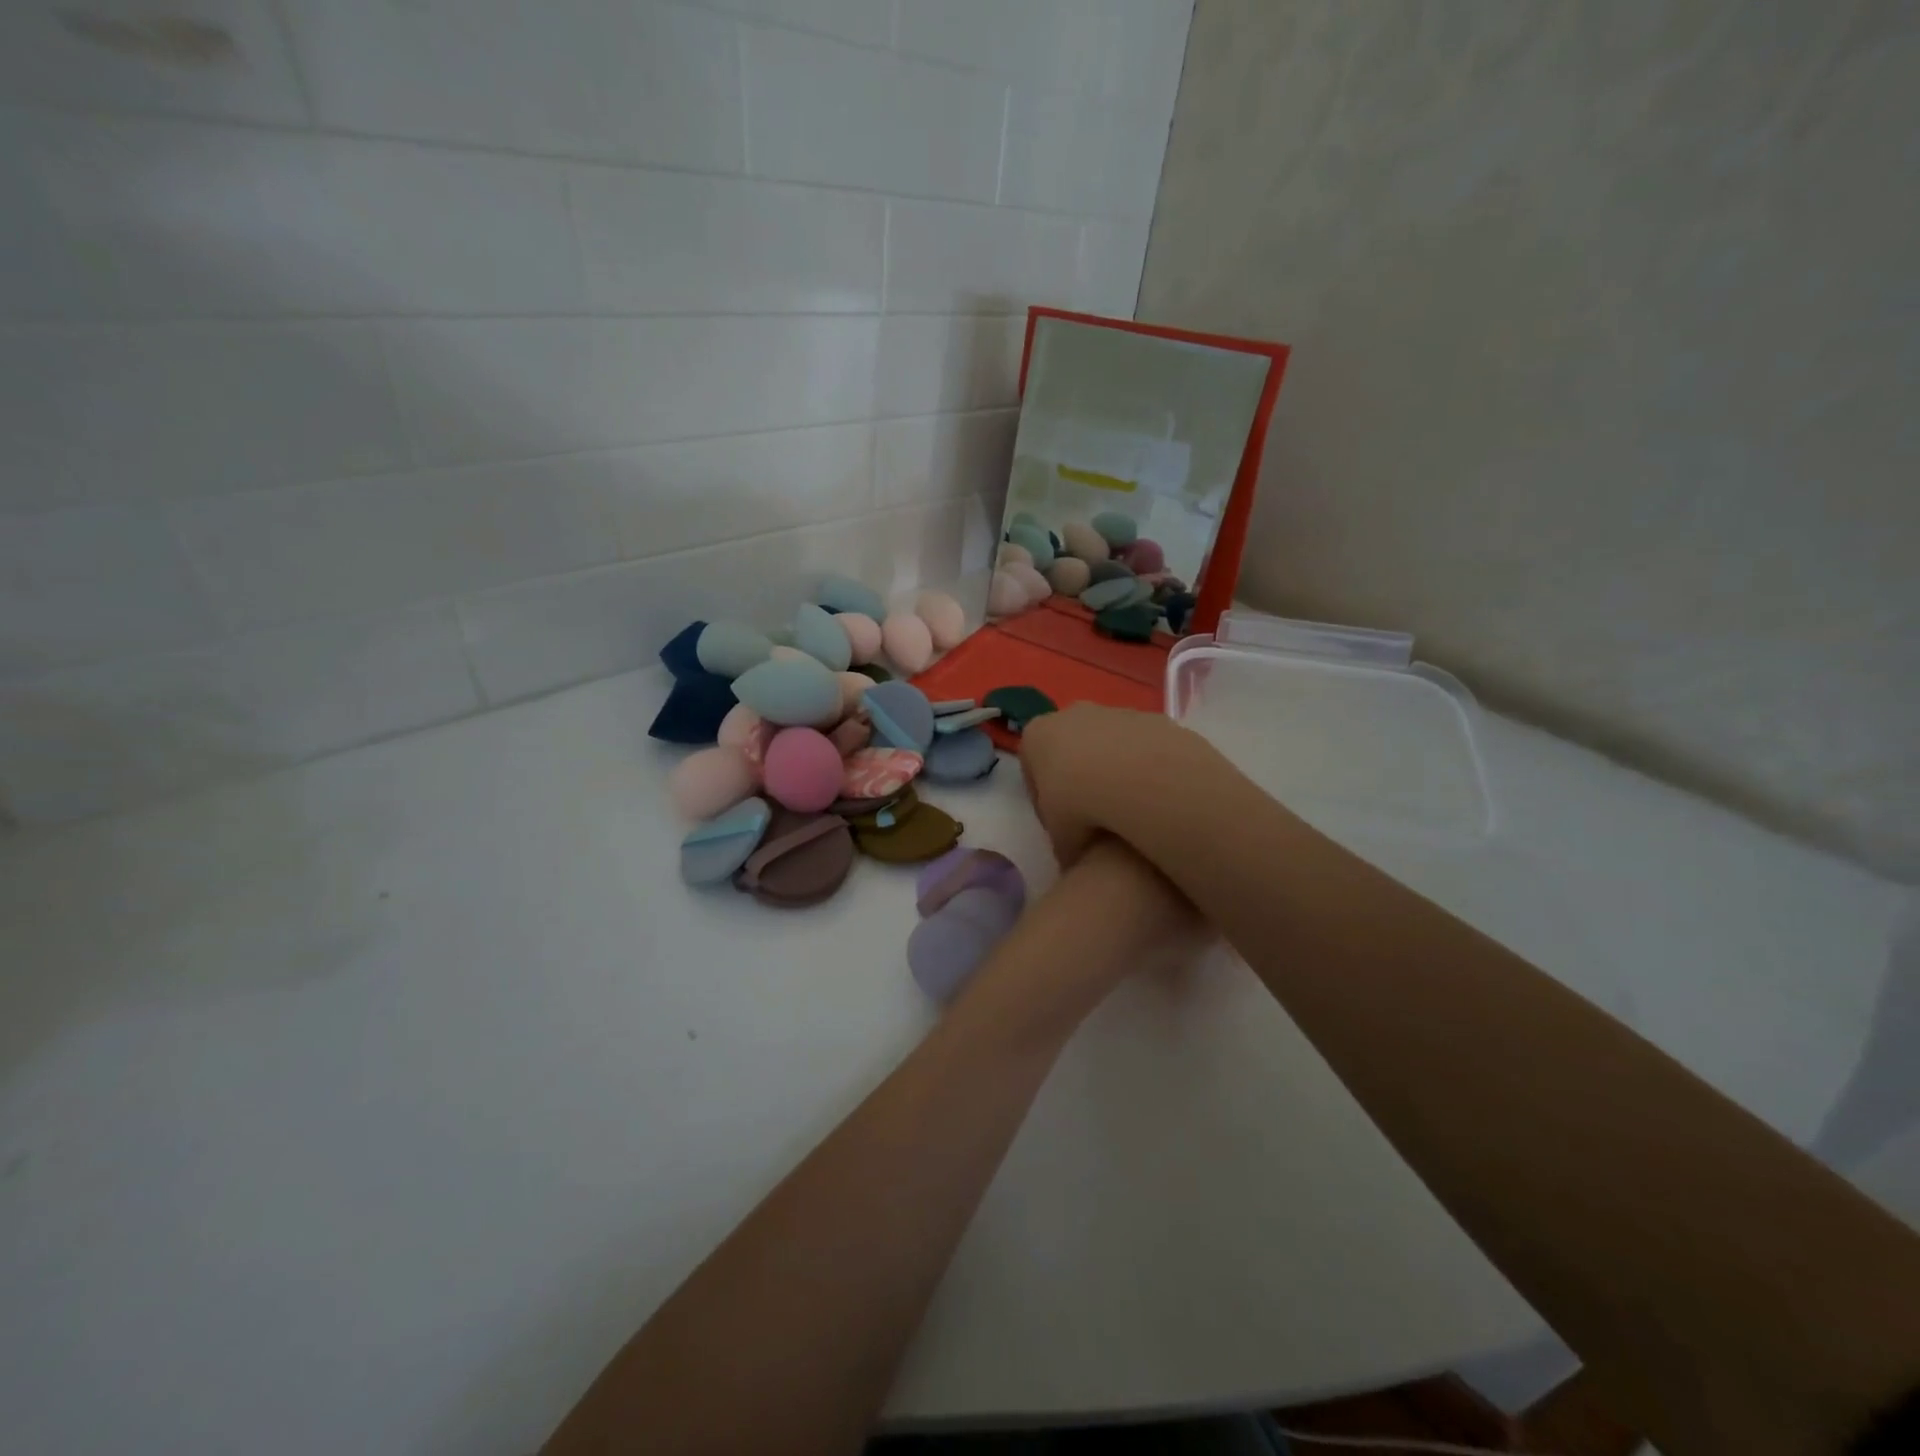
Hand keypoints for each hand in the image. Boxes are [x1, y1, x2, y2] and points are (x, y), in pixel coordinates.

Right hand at [1017, 703, 1217, 867]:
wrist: (1141, 778)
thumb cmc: (1081, 804)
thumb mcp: (1060, 837)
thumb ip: (1063, 842)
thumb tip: (1074, 857)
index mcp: (1037, 735)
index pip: (1031, 767)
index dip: (1042, 800)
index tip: (1058, 825)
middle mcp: (1071, 714)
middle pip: (1068, 749)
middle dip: (1077, 778)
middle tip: (1092, 816)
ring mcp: (1114, 712)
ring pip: (1107, 744)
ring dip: (1112, 770)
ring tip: (1127, 808)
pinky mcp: (1151, 718)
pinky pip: (1141, 746)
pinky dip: (1142, 766)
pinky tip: (1152, 794)